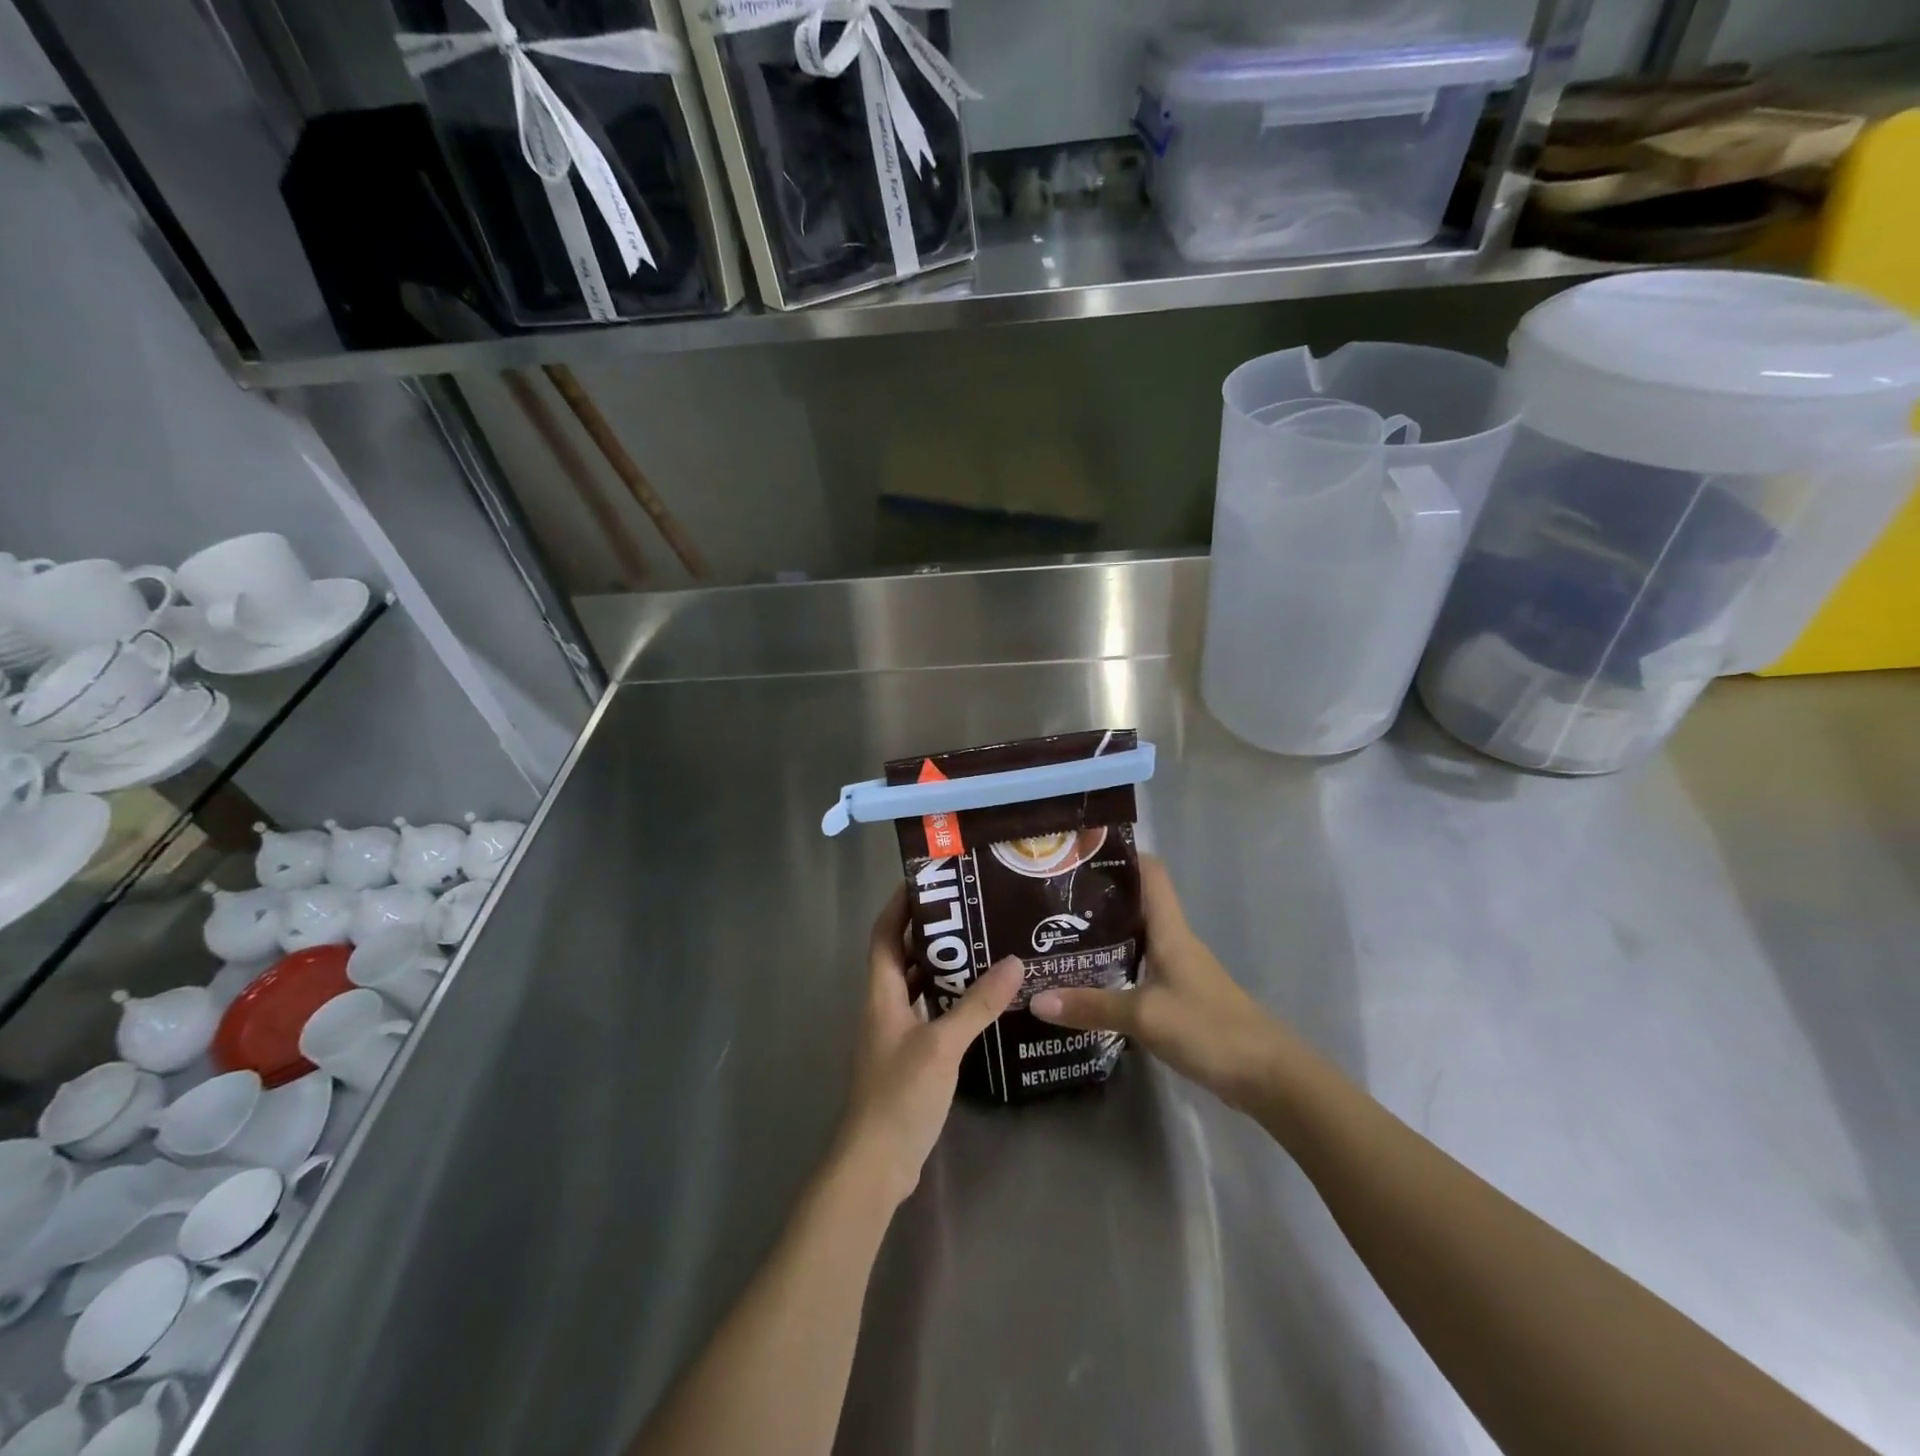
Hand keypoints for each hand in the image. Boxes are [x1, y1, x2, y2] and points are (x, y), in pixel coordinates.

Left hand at [834, 887, 1022, 1208]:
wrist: (876, 1164)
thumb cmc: (900, 1094)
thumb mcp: (943, 1044)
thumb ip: (978, 1004)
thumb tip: (1014, 962)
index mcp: (881, 994)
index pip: (884, 934)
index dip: (899, 904)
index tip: (926, 878)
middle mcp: (884, 1007)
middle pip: (901, 957)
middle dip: (929, 932)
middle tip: (969, 911)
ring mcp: (894, 1035)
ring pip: (916, 987)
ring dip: (942, 968)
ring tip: (981, 948)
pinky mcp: (909, 1059)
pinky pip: (928, 1015)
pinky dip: (948, 1002)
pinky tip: (980, 1004)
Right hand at [1030, 855, 1301, 1113]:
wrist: (1267, 1076)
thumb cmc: (1209, 1029)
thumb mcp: (1144, 1016)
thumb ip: (1091, 1006)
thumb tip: (1035, 999)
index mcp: (1170, 930)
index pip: (1151, 873)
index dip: (1121, 855)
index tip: (1081, 851)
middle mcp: (1174, 942)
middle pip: (1137, 904)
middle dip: (1098, 896)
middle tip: (1052, 897)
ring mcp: (1178, 971)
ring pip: (1136, 938)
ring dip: (1104, 933)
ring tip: (1058, 935)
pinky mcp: (1179, 998)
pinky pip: (1140, 969)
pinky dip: (1114, 967)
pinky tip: (1088, 980)